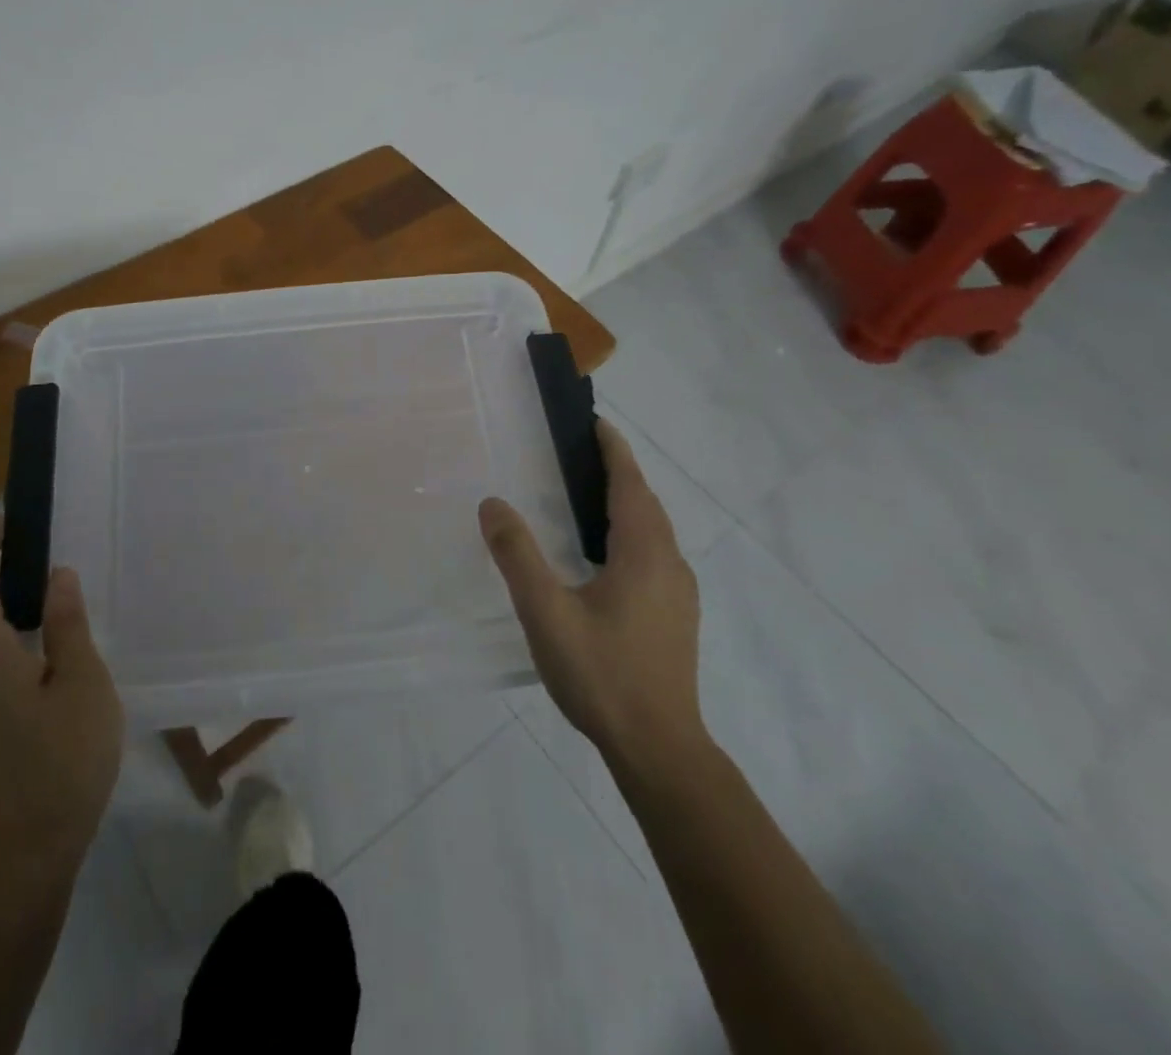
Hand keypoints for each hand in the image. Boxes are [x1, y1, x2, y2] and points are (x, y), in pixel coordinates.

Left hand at [0, 518, 123, 877]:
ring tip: (46, 597)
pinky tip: (43, 658)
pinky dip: (5, 642)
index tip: (3, 521)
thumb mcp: (82, 683)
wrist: (27, 856)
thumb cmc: (63, 761)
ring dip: (0, 609)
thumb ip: (67, 625)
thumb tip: (57, 576)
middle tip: (35, 551)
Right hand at [478, 418, 708, 780]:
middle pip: (645, 502)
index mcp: (644, 553)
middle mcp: (669, 563)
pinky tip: (601, 555)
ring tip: (584, 496)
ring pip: (653, 530)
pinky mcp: (676, 615)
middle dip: (617, 471)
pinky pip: (653, 554)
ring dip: (625, 503)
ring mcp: (678, 592)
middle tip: (577, 453)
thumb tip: (493, 503)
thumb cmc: (602, 675)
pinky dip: (629, 533)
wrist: (659, 748)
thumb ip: (518, 556)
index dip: (613, 449)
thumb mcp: (547, 613)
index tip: (592, 422)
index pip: (630, 483)